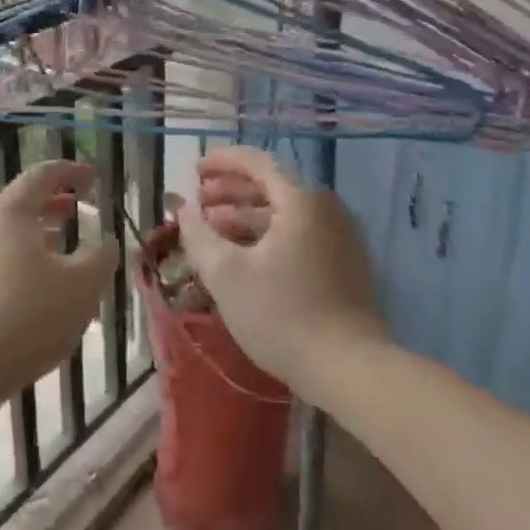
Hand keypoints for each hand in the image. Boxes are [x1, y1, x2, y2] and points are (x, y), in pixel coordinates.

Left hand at [0, 160, 120, 404]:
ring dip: (35, 233)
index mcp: (9, 211)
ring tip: (60, 245)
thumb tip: (104, 242)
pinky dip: (17, 257)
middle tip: (77, 207)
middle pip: (19, 202)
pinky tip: (33, 284)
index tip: (91, 175)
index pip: (41, 176)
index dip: (69, 172)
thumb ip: (100, 257)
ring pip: (4, 232)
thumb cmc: (27, 317)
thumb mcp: (81, 286)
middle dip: (51, 203)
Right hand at [167, 146, 383, 395]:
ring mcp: (340, 238)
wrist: (348, 368)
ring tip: (214, 231)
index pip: (257, 163)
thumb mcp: (225, 274)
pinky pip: (299, 235)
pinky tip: (245, 257)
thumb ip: (197, 233)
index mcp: (301, 201)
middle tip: (199, 202)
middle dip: (230, 192)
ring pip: (285, 214)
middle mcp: (326, 210)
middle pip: (272, 187)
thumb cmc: (281, 314)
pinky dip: (268, 236)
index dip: (222, 162)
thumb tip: (181, 207)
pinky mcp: (345, 265)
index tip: (194, 169)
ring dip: (246, 216)